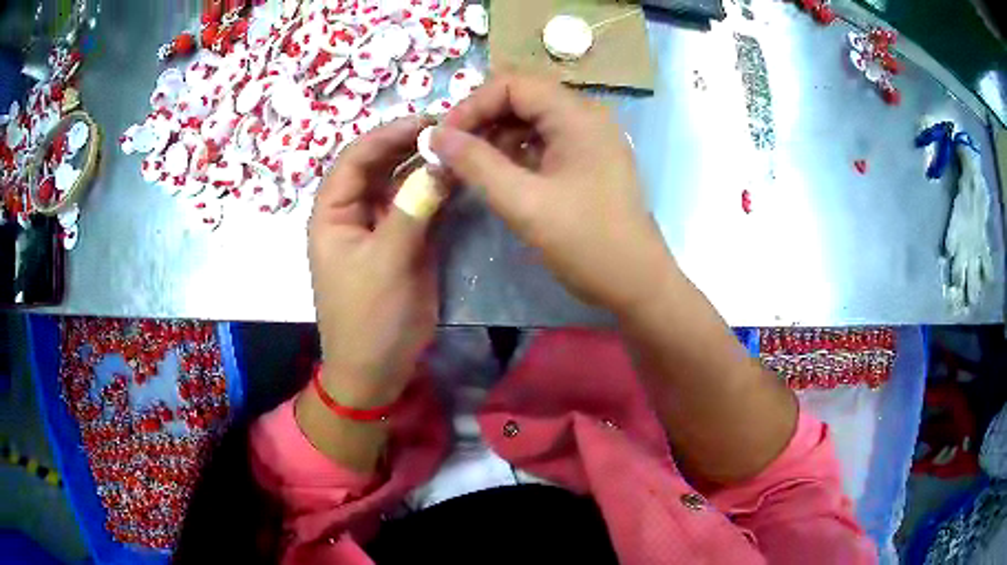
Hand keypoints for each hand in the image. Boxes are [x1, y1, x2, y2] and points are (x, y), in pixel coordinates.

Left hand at [308, 116, 437, 408]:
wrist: (378, 369)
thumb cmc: (370, 318)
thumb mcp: (386, 263)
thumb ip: (412, 211)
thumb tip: (440, 164)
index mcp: (333, 213)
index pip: (355, 158)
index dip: (388, 135)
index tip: (427, 121)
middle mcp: (354, 212)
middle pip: (378, 165)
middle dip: (409, 145)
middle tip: (450, 129)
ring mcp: (380, 225)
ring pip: (400, 182)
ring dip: (425, 164)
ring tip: (458, 147)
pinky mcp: (403, 241)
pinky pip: (418, 205)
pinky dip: (436, 190)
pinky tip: (459, 177)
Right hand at [432, 74, 673, 314]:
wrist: (636, 284)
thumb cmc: (586, 242)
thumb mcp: (524, 203)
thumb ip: (476, 164)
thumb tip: (434, 136)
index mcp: (577, 115)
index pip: (513, 84)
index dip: (472, 104)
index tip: (444, 139)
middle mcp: (585, 117)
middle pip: (522, 98)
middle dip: (482, 119)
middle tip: (452, 152)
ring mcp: (589, 139)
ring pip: (531, 121)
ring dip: (496, 137)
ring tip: (469, 167)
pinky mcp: (587, 162)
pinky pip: (544, 143)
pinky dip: (516, 153)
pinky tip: (498, 176)